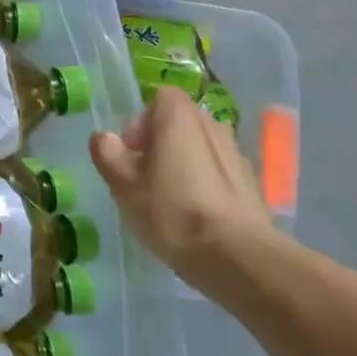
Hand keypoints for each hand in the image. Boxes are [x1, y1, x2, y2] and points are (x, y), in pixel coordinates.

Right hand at [91, 86, 275, 286]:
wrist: (237, 257)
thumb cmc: (172, 211)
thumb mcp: (123, 184)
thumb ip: (107, 153)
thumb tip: (104, 137)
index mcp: (180, 118)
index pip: (159, 98)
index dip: (140, 121)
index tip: (130, 152)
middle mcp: (212, 125)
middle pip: (179, 122)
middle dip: (158, 142)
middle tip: (142, 176)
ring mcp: (236, 154)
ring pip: (199, 147)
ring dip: (181, 162)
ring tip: (167, 198)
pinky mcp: (251, 183)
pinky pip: (217, 171)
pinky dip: (202, 183)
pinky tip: (193, 215)